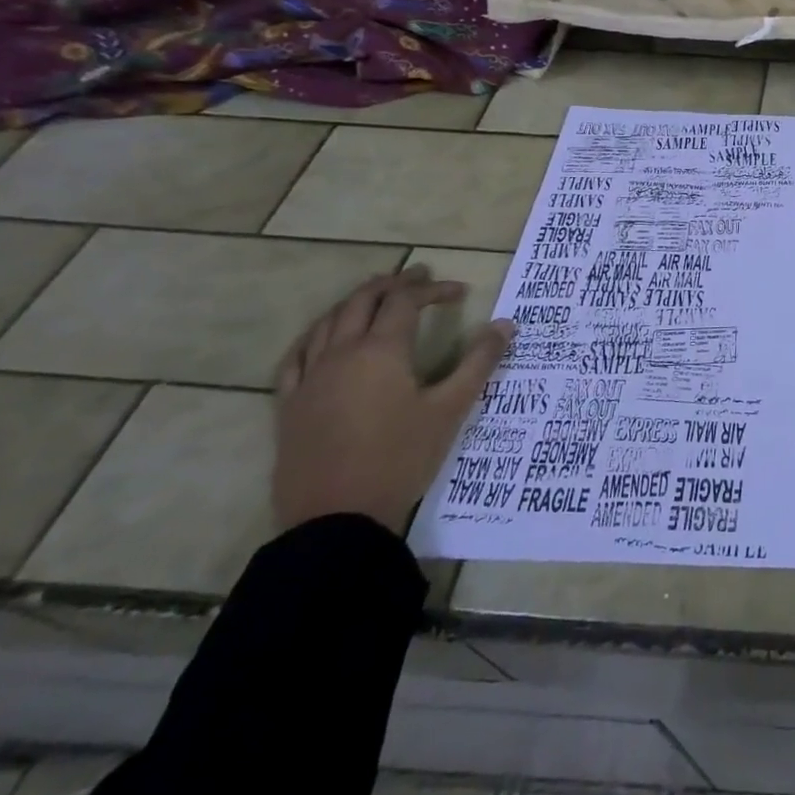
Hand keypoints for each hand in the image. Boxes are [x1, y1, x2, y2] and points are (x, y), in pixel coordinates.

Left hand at [273, 264, 515, 533]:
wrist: (337, 519)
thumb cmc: (400, 458)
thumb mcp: (450, 409)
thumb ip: (479, 362)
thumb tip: (505, 324)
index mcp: (381, 350)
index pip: (406, 301)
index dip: (433, 289)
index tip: (461, 292)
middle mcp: (340, 353)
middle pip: (362, 301)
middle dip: (393, 283)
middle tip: (419, 275)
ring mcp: (309, 379)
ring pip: (327, 322)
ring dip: (355, 301)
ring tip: (376, 296)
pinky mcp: (289, 405)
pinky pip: (296, 356)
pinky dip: (315, 335)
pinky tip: (322, 338)